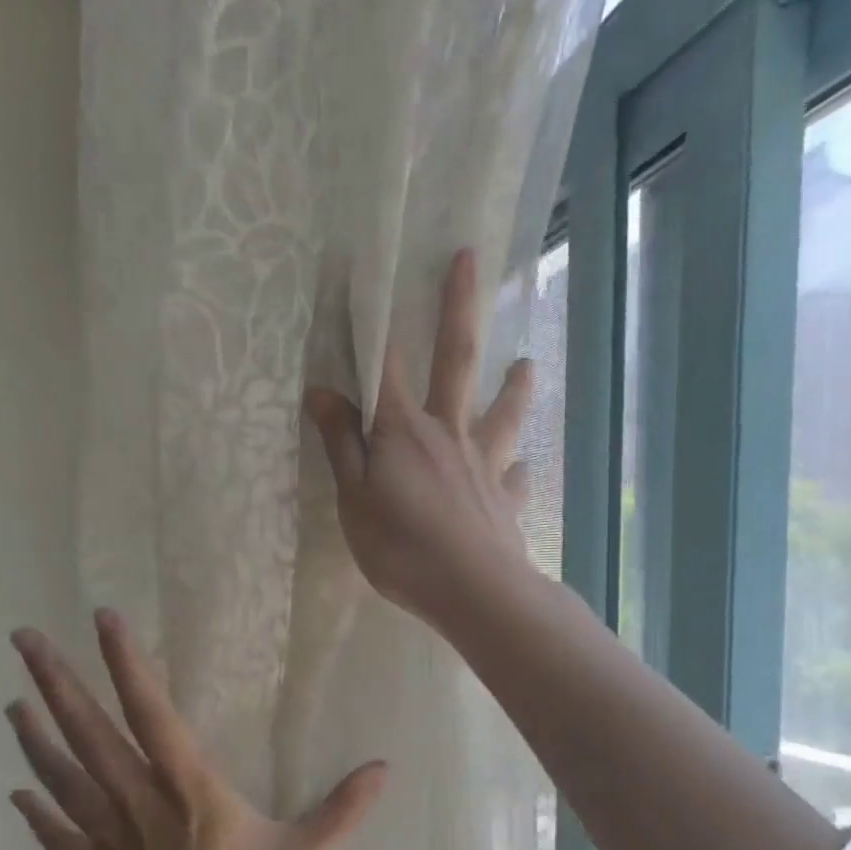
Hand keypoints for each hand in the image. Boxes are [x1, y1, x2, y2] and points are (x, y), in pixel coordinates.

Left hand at [7, 611, 386, 849]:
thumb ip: (343, 810)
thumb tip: (385, 768)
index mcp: (191, 795)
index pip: (153, 714)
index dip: (127, 664)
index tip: (102, 618)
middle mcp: (141, 809)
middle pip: (90, 735)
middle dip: (57, 682)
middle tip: (22, 638)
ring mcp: (112, 846)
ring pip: (65, 779)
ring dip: (37, 737)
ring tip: (13, 700)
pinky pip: (60, 838)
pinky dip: (38, 812)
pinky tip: (19, 791)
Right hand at [304, 249, 537, 630]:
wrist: (472, 590)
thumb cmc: (401, 547)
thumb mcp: (353, 499)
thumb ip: (341, 444)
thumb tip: (322, 391)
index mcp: (404, 431)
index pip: (386, 364)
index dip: (375, 320)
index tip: (369, 273)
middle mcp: (449, 434)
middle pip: (457, 361)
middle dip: (458, 307)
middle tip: (470, 259)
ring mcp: (484, 466)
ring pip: (501, 416)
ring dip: (514, 388)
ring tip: (528, 366)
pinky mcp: (505, 501)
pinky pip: (514, 479)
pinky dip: (518, 472)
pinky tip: (523, 470)